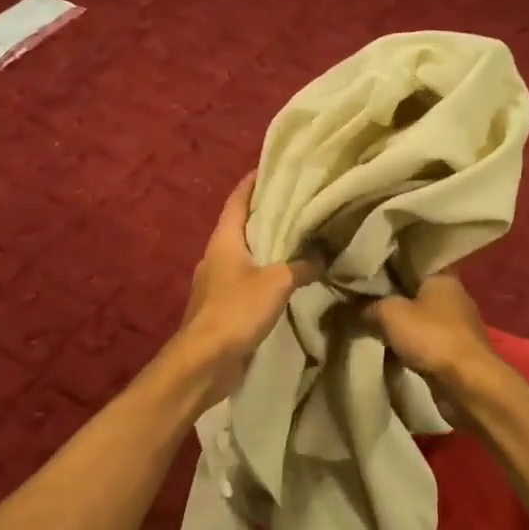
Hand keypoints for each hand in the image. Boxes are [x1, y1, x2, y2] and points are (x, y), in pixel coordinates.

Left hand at [176, 174, 322, 404]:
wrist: (205, 361)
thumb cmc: (236, 310)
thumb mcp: (276, 282)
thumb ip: (301, 266)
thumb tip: (323, 256)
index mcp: (223, 240)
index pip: (237, 200)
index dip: (251, 183)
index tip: (270, 168)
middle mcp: (216, 256)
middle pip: (241, 227)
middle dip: (266, 215)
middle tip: (297, 204)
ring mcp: (217, 283)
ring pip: (245, 256)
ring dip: (267, 248)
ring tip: (298, 240)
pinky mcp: (223, 308)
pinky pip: (247, 282)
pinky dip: (265, 276)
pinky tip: (287, 280)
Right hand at [365, 272, 494, 383]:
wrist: (467, 384)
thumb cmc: (431, 337)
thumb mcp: (389, 314)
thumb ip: (369, 305)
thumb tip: (354, 306)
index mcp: (443, 277)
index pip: (411, 264)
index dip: (387, 267)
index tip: (365, 274)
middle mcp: (454, 297)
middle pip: (415, 292)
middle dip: (391, 298)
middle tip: (361, 301)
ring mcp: (458, 326)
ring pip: (420, 318)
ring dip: (401, 325)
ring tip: (371, 325)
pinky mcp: (456, 351)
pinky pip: (426, 341)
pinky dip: (410, 345)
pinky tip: (390, 349)